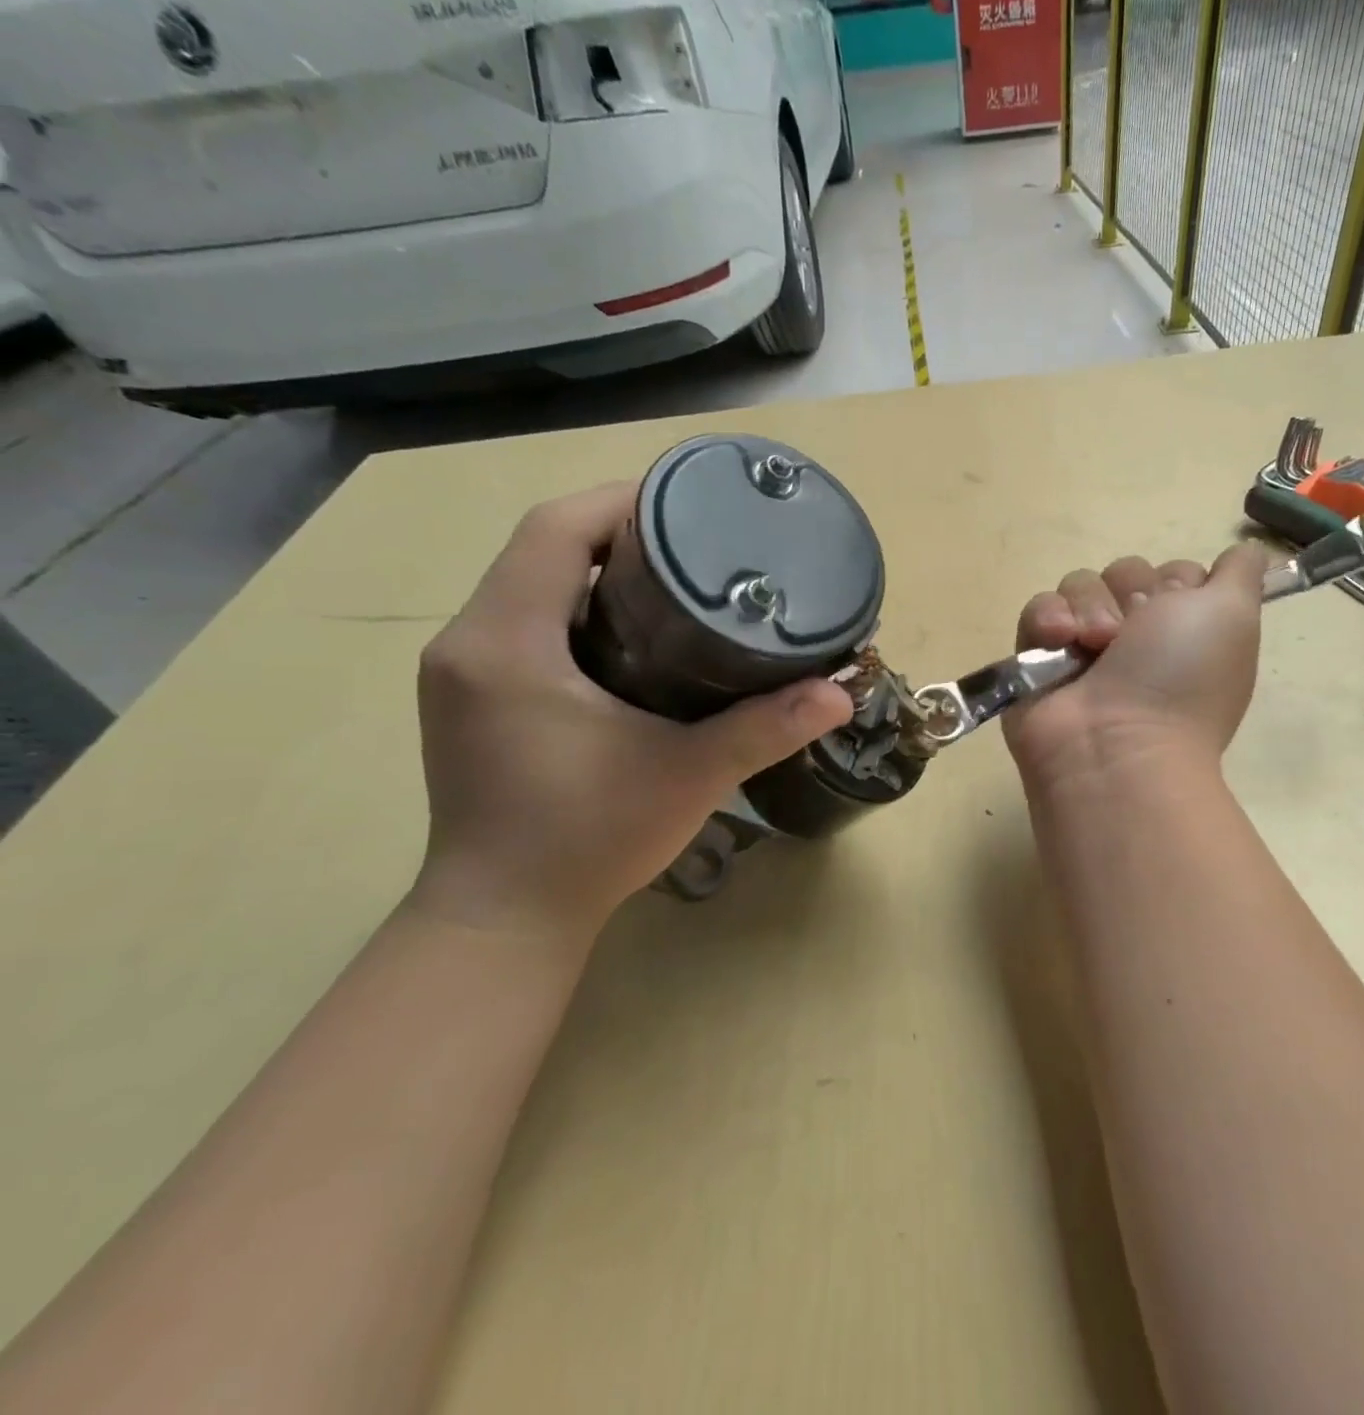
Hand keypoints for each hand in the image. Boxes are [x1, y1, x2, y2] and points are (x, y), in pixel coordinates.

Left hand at [409, 483, 852, 940]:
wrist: (504, 920)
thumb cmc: (588, 841)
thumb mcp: (688, 776)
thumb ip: (766, 728)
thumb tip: (841, 695)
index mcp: (507, 642)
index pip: (555, 529)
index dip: (622, 501)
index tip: (691, 505)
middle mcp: (470, 642)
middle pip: (544, 549)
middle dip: (620, 533)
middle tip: (699, 546)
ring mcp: (462, 673)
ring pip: (532, 586)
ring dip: (598, 572)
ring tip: (676, 583)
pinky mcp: (471, 700)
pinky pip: (524, 624)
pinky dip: (576, 611)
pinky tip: (632, 638)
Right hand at [1004, 543, 1269, 791]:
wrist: (1115, 746)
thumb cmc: (1179, 679)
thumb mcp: (1233, 615)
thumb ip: (1241, 574)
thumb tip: (1244, 553)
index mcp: (1184, 632)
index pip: (1172, 572)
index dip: (1174, 582)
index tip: (1177, 606)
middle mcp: (1136, 639)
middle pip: (1123, 572)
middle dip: (1128, 592)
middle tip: (1132, 632)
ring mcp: (1084, 650)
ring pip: (1079, 585)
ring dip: (1088, 607)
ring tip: (1093, 644)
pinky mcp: (1037, 660)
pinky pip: (1038, 609)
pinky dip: (1047, 620)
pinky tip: (1058, 642)